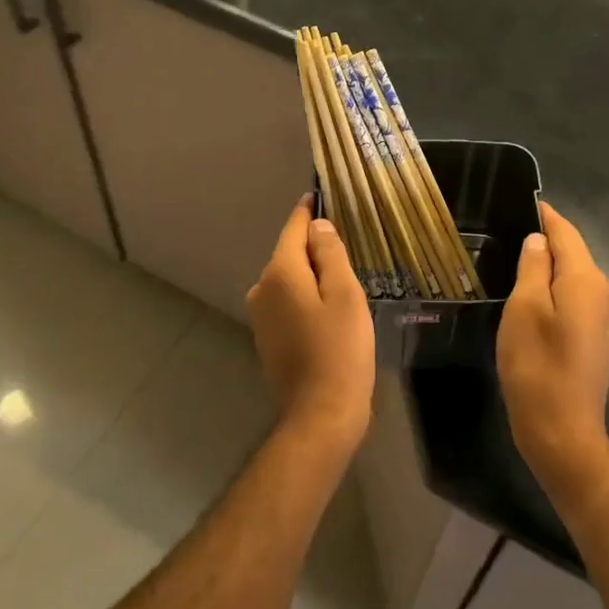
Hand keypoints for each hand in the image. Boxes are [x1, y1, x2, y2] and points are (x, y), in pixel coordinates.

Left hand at [247, 197, 375, 456]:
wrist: (321, 414)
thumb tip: (318, 226)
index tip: (320, 195)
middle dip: (315, 247)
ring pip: (290, 280)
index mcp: (280, 273)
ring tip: (343, 279)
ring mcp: (261, 316)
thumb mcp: (345, 294)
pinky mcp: (267, 338)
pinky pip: (288, 303)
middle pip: (291, 254)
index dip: (309, 211)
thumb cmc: (340, 349)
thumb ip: (331, 254)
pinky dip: (306, 298)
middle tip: (348, 246)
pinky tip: (328, 311)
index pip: (294, 229)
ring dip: (312, 275)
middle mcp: (262, 289)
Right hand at [497, 202, 608, 515]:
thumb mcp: (524, 309)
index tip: (517, 202)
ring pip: (571, 275)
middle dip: (543, 239)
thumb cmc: (537, 367)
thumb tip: (538, 239)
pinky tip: (528, 294)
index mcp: (586, 279)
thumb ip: (533, 267)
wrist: (562, 433)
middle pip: (572, 252)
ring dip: (546, 265)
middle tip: (503, 231)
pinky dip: (552, 288)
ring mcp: (601, 317)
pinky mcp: (593, 337)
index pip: (565, 232)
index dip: (543, 216)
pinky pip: (572, 297)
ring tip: (510, 258)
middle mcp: (601, 292)